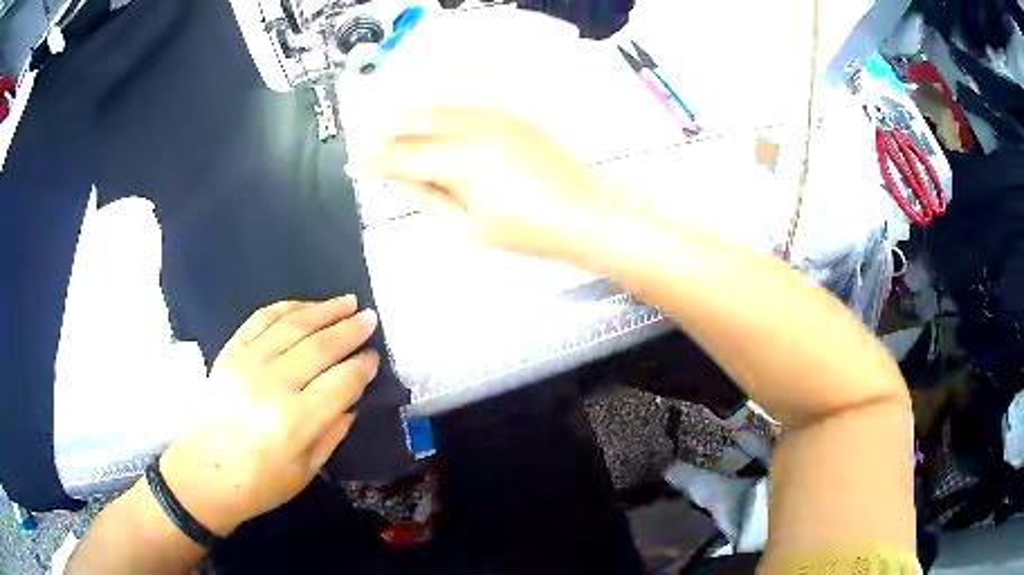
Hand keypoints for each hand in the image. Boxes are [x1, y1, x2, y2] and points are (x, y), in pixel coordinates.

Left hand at [157, 296, 379, 536]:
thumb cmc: (259, 484)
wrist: (204, 474)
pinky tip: (306, 306)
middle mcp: (272, 386)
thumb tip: (351, 398)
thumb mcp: (306, 471)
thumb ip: (333, 432)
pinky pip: (260, 319)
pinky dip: (287, 307)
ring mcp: (246, 364)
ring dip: (324, 309)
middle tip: (371, 319)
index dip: (363, 366)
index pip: (341, 381)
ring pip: (293, 325)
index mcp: (295, 422)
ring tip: (347, 302)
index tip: (374, 357)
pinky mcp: (229, 353)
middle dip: (351, 330)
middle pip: (320, 346)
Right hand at [352, 107, 634, 259]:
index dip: (373, 160)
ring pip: (436, 107)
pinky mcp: (510, 114)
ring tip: (394, 140)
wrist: (585, 212)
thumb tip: (396, 179)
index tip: (355, 168)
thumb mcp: (470, 227)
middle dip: (385, 136)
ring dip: (407, 120)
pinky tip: (430, 128)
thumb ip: (427, 197)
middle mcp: (473, 127)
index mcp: (461, 161)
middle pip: (413, 121)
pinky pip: (461, 105)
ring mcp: (494, 115)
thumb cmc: (529, 232)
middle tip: (372, 154)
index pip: (401, 153)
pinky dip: (436, 114)